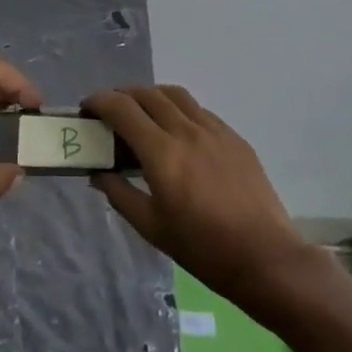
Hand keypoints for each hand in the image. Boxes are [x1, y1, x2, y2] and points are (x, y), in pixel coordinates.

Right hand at [87, 86, 310, 307]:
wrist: (264, 256)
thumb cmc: (202, 248)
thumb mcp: (151, 227)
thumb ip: (120, 194)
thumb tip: (98, 173)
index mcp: (162, 153)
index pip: (122, 109)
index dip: (99, 101)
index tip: (87, 109)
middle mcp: (186, 130)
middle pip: (147, 94)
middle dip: (121, 96)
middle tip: (109, 112)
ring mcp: (214, 130)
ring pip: (175, 95)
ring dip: (151, 96)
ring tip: (142, 113)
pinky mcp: (234, 137)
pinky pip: (199, 110)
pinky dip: (178, 110)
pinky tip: (177, 132)